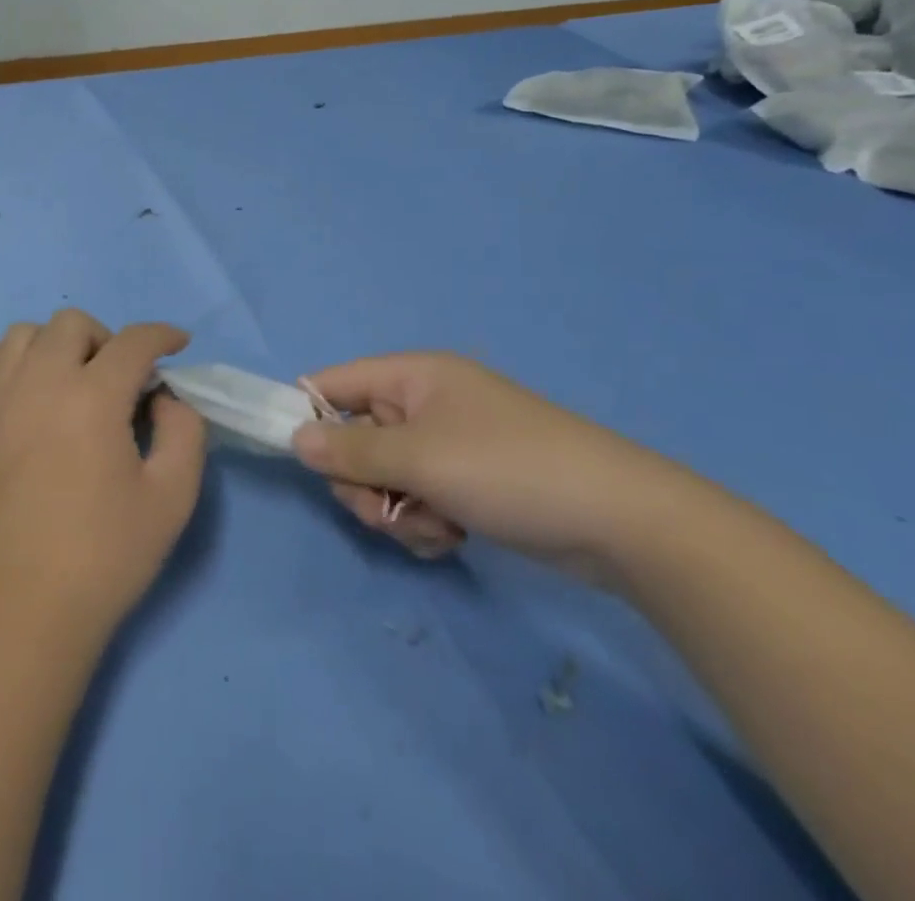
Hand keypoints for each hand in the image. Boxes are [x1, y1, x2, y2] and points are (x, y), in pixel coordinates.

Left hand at [0, 311, 206, 642]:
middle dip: (105, 339)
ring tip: (66, 382)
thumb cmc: (105, 555)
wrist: (25, 609)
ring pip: (20, 335)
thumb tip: (165, 397)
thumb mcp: (173, 496)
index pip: (133, 341)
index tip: (177, 345)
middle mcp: (39, 382)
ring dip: (52, 346)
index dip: (162, 335)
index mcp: (93, 397)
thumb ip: (184, 431)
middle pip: (72, 323)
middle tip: (118, 380)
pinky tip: (7, 384)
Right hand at [293, 353, 688, 583]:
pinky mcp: (468, 483)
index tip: (300, 461)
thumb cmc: (508, 469)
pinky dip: (425, 524)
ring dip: (396, 511)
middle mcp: (424, 404)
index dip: (309, 416)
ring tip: (436, 527)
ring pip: (385, 479)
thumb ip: (350, 451)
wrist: (620, 521)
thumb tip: (294, 439)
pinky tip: (454, 538)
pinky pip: (418, 500)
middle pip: (355, 440)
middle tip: (387, 510)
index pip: (334, 384)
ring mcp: (448, 445)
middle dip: (364, 484)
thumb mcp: (419, 459)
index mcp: (412, 376)